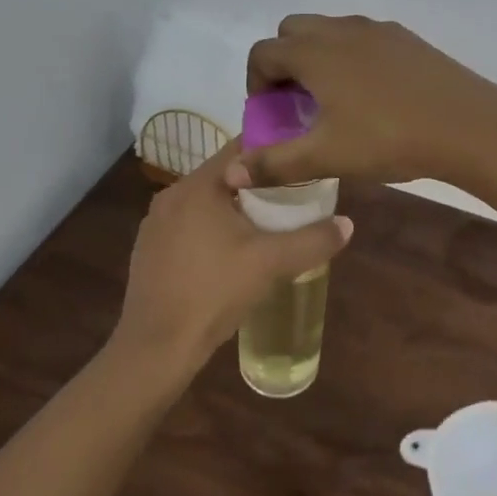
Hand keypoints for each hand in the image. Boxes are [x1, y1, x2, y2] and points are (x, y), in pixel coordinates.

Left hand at [110, 141, 353, 383]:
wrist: (158, 346)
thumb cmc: (214, 292)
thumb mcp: (272, 263)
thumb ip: (313, 240)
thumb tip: (347, 224)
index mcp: (197, 186)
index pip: (240, 149)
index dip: (273, 150)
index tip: (300, 160)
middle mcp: (171, 196)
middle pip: (224, 176)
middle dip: (258, 183)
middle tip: (293, 196)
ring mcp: (155, 225)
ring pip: (205, 203)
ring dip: (235, 208)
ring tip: (267, 225)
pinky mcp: (149, 251)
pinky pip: (188, 226)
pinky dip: (212, 230)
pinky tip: (231, 255)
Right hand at [236, 15, 496, 186]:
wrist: (468, 125)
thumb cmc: (388, 139)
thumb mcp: (327, 156)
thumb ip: (275, 164)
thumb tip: (230, 173)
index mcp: (314, 52)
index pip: (263, 53)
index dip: (256, 84)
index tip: (270, 116)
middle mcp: (341, 30)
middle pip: (293, 32)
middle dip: (284, 63)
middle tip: (297, 105)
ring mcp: (378, 30)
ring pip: (330, 31)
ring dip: (318, 58)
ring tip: (333, 102)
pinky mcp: (407, 38)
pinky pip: (363, 38)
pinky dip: (351, 58)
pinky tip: (372, 96)